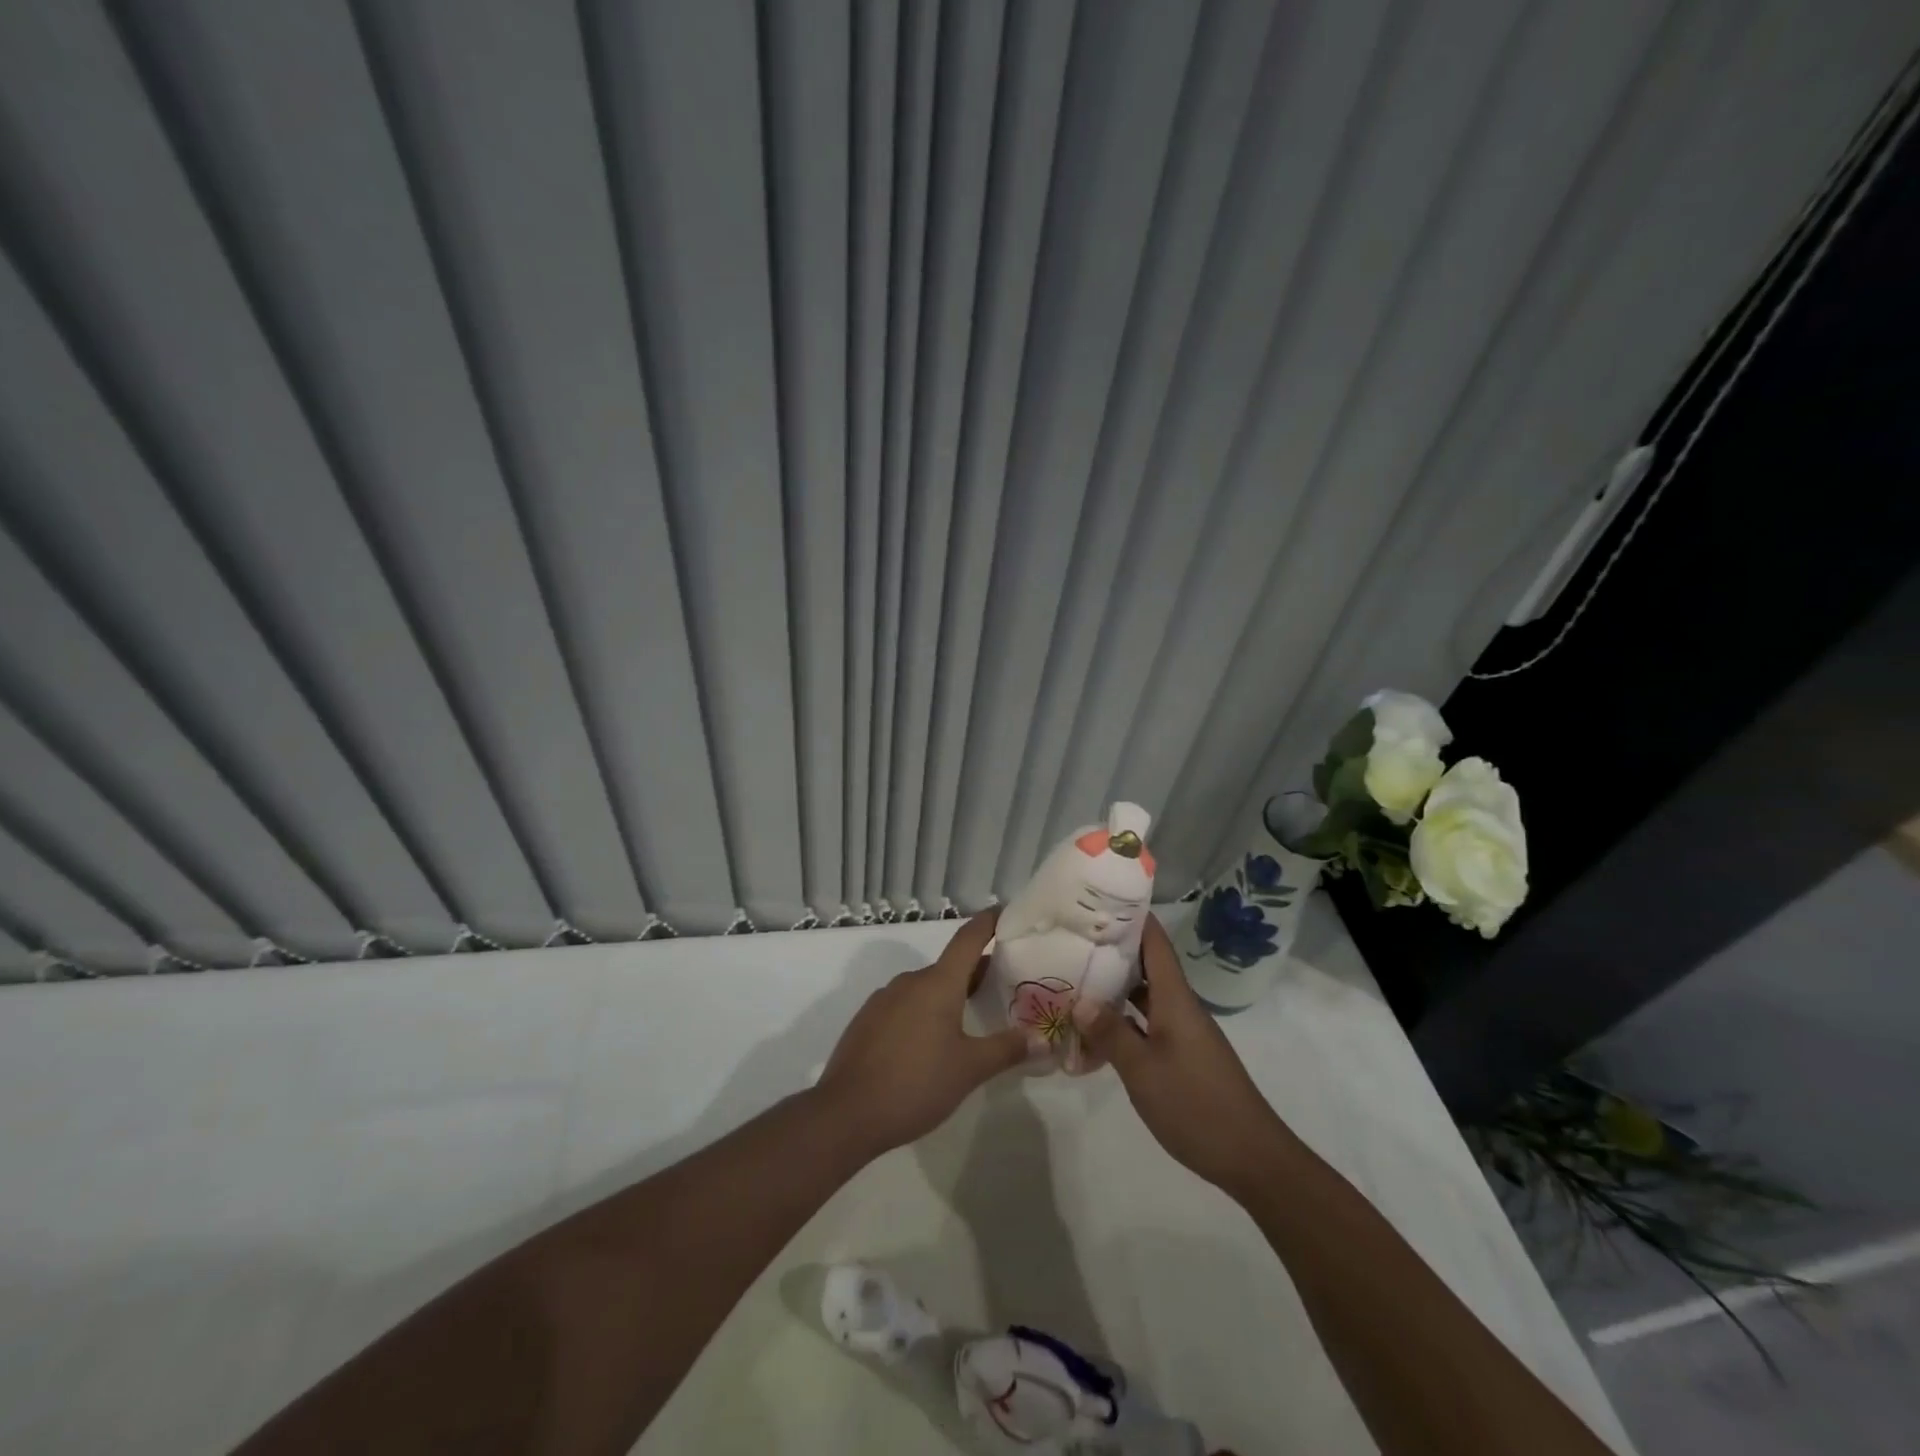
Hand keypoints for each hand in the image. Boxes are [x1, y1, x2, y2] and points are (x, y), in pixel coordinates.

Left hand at [815, 909, 1042, 1156]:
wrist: (846, 1113)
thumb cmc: (915, 1084)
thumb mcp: (970, 1069)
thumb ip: (1007, 1049)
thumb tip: (1043, 1039)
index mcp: (937, 983)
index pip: (968, 938)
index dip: (989, 922)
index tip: (1005, 913)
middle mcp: (910, 981)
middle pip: (949, 966)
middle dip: (976, 971)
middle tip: (1004, 984)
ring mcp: (884, 1000)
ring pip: (926, 988)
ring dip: (950, 995)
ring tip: (971, 1017)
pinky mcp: (867, 1021)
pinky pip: (905, 1005)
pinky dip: (925, 1012)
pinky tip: (931, 1042)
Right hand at [1072, 914, 1293, 1196]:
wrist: (1253, 1159)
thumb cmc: (1197, 1106)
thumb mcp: (1144, 1070)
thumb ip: (1111, 1033)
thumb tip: (1079, 1000)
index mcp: (1175, 999)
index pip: (1154, 942)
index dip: (1131, 916)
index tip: (1097, 900)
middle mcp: (1179, 1007)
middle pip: (1145, 965)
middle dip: (1110, 951)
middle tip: (1069, 940)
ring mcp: (1181, 1033)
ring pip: (1143, 997)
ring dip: (1112, 988)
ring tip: (1072, 979)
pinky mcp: (1181, 1057)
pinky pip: (1146, 1025)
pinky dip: (1121, 1023)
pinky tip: (1093, 1033)